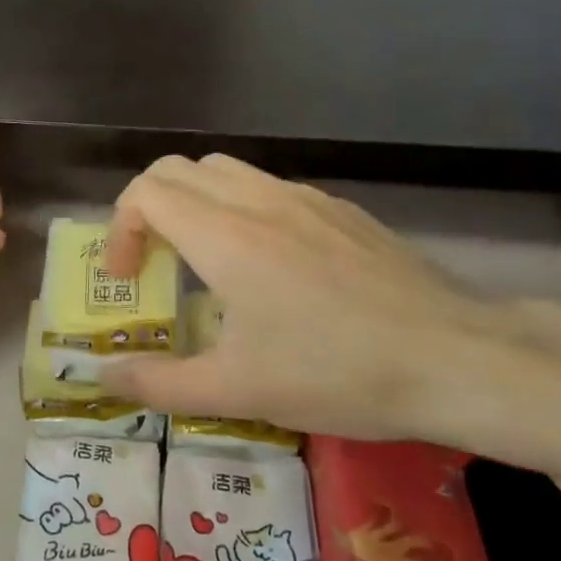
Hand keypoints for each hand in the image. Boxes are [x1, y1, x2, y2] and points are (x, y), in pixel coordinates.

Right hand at [99, 154, 508, 439]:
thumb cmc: (337, 372)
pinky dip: (239, 209)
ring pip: (223, 171)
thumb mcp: (238, 391)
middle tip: (154, 263)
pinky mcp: (338, 209)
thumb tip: (104, 377)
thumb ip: (160, 383)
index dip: (120, 229)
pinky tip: (270, 266)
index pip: (144, 192)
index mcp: (224, 235)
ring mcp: (303, 198)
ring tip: (204, 260)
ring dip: (193, 203)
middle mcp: (257, 200)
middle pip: (177, 169)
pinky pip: (267, 188)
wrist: (456, 357)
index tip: (127, 277)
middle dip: (148, 208)